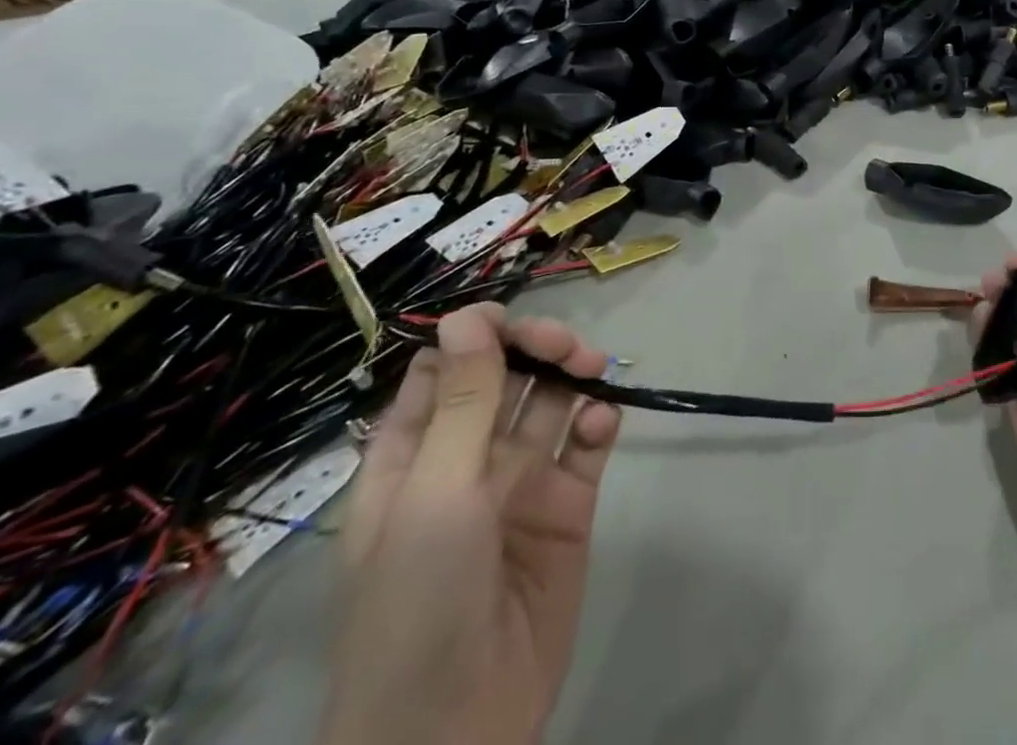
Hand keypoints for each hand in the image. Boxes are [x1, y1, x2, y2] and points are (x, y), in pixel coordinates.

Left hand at [320, 305, 620, 744]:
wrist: (456, 732)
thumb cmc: (418, 604)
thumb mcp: (433, 495)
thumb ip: (461, 402)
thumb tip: (467, 315)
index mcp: (415, 457)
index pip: (443, 370)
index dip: (475, 337)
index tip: (510, 323)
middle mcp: (469, 460)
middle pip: (506, 378)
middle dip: (537, 350)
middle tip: (566, 347)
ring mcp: (521, 484)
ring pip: (552, 403)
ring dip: (573, 375)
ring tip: (594, 368)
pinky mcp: (568, 509)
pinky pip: (586, 447)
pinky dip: (598, 424)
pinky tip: (601, 424)